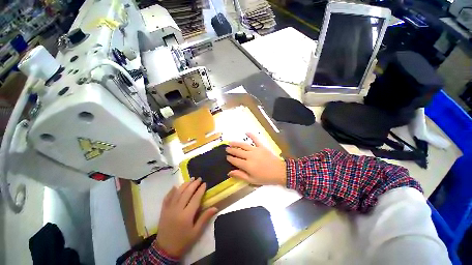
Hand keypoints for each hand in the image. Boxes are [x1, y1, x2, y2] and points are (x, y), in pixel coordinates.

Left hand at [156, 178, 217, 257]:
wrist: (165, 250)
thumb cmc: (183, 241)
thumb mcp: (196, 232)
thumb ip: (205, 218)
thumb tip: (215, 207)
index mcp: (186, 215)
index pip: (195, 198)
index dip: (200, 190)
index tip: (205, 183)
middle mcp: (177, 209)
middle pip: (186, 192)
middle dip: (193, 184)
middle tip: (199, 179)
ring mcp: (169, 209)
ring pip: (177, 193)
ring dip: (184, 185)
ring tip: (190, 179)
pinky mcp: (163, 211)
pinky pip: (167, 198)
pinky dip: (171, 191)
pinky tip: (175, 186)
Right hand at [226, 133, 286, 185]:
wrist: (279, 172)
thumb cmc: (265, 177)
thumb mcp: (252, 180)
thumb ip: (240, 175)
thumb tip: (229, 172)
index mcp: (247, 165)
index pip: (235, 160)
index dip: (230, 158)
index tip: (227, 157)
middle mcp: (250, 156)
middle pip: (238, 151)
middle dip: (231, 150)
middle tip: (227, 149)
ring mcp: (256, 150)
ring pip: (243, 145)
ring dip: (236, 143)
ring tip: (231, 142)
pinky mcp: (262, 146)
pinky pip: (256, 139)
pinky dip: (251, 135)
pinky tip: (246, 132)